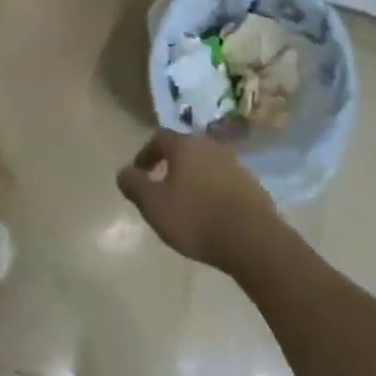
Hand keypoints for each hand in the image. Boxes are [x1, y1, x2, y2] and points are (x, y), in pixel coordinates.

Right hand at [116, 130, 284, 273]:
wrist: (252, 238)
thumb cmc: (196, 218)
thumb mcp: (155, 205)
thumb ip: (135, 186)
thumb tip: (123, 172)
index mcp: (186, 146)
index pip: (159, 138)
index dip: (145, 154)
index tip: (138, 173)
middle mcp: (210, 146)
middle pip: (185, 149)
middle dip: (170, 165)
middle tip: (160, 188)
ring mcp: (234, 163)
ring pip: (205, 164)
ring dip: (192, 178)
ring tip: (185, 203)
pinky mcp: (251, 183)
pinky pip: (223, 180)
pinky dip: (211, 190)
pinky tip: (210, 213)